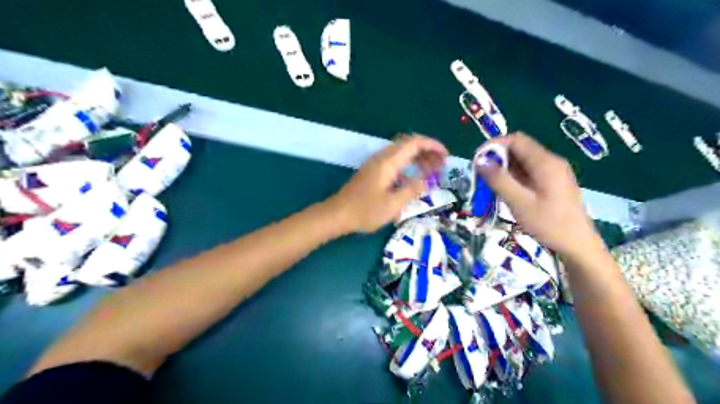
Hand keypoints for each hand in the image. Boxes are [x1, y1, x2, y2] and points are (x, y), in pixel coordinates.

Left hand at [328, 134, 448, 232]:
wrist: (337, 214)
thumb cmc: (365, 211)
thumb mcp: (393, 204)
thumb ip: (412, 190)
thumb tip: (427, 181)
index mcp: (388, 162)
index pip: (414, 143)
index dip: (432, 145)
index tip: (446, 155)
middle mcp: (382, 158)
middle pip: (408, 145)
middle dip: (427, 151)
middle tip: (442, 164)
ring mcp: (376, 165)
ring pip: (401, 153)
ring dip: (418, 158)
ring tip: (433, 170)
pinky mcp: (372, 172)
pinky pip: (395, 162)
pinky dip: (408, 165)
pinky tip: (414, 178)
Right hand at [477, 134, 602, 257]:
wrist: (578, 246)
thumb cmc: (549, 224)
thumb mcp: (520, 203)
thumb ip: (499, 180)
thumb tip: (480, 161)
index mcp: (546, 163)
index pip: (516, 140)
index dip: (494, 145)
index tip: (477, 159)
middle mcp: (551, 162)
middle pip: (519, 149)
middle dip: (497, 158)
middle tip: (480, 175)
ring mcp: (552, 173)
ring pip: (522, 162)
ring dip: (504, 169)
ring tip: (489, 185)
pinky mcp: (551, 183)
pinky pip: (528, 173)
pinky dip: (513, 178)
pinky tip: (505, 191)